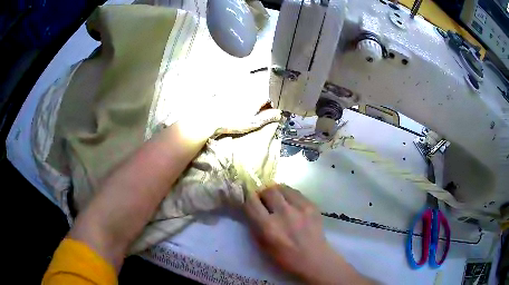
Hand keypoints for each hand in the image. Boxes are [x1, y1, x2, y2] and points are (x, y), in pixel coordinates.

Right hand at [244, 185, 373, 284]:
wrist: (314, 258)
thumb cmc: (285, 257)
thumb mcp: (263, 245)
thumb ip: (255, 225)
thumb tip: (251, 208)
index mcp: (268, 227)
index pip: (251, 202)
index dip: (248, 199)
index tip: (250, 200)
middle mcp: (283, 213)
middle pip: (268, 190)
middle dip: (263, 194)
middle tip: (265, 200)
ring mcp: (300, 207)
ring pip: (282, 188)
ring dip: (276, 192)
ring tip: (278, 200)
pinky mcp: (311, 205)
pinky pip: (296, 192)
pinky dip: (289, 196)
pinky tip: (291, 204)